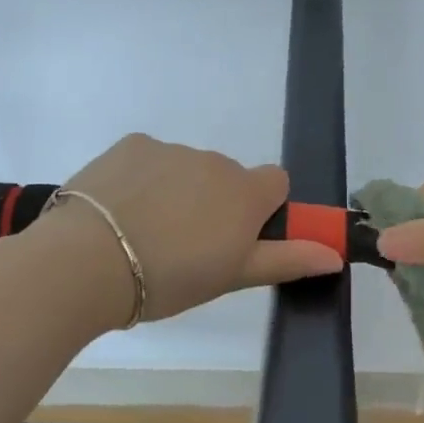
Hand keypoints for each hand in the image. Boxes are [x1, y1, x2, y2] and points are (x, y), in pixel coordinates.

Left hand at [61, 134, 343, 320]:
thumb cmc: (169, 278)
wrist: (88, 261)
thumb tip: (335, 254)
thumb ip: (286, 259)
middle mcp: (215, 161)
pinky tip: (119, 210)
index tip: (237, 237)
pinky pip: (151, 158)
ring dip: (178, 191)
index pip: (277, 182)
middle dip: (215, 203)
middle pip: (228, 177)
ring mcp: (172, 149)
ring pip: (187, 168)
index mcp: (245, 193)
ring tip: (143, 232)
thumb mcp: (232, 277)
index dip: (262, 208)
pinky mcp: (133, 144)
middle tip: (184, 245)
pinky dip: (143, 178)